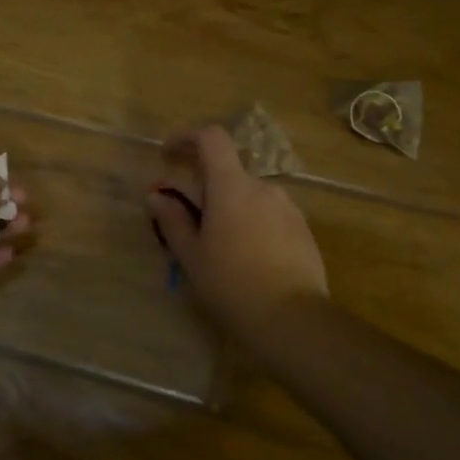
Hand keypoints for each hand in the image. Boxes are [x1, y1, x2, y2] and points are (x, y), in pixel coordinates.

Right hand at [145, 125, 327, 342]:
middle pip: (226, 173)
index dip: (186, 138)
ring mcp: (287, 208)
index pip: (211, 138)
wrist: (294, 321)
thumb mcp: (192, 256)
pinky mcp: (302, 230)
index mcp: (232, 187)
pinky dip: (250, 224)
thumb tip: (156, 197)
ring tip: (217, 248)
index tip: (167, 155)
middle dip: (203, 190)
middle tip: (186, 223)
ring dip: (228, 209)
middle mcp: (263, 187)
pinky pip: (268, 215)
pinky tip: (246, 260)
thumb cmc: (232, 285)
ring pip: (247, 197)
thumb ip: (172, 220)